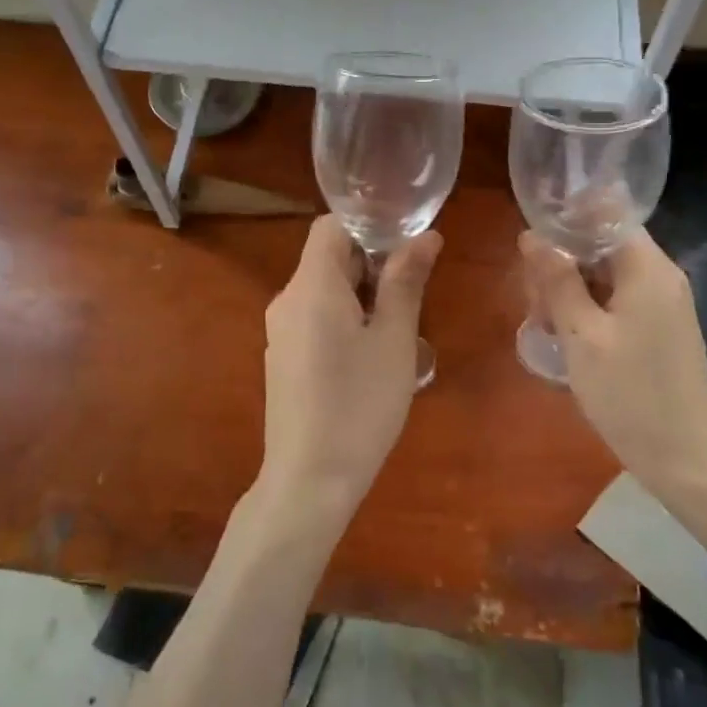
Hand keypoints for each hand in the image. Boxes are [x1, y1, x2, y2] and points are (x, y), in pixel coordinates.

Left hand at [258, 216, 441, 526]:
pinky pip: (316, 318)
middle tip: (413, 296)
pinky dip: (346, 320)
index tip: (407, 250)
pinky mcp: (283, 358)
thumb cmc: (360, 405)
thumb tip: (425, 236)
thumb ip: (406, 281)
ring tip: (399, 332)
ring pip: (326, 290)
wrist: (309, 481)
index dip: (371, 226)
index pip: (332, 225)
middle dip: (373, 265)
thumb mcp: (394, 340)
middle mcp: (287, 299)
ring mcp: (281, 331)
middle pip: (329, 257)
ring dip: (364, 296)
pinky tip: (372, 359)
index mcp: (311, 285)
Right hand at [521, 228, 706, 539]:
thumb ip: (557, 281)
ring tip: (544, 327)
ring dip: (570, 291)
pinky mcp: (658, 330)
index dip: (567, 217)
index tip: (531, 242)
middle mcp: (660, 277)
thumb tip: (533, 235)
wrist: (688, 461)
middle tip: (534, 304)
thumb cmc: (630, 395)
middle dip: (561, 263)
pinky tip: (566, 339)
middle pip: (602, 245)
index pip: (607, 214)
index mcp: (648, 269)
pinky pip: (616, 302)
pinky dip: (588, 311)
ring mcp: (662, 305)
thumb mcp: (582, 335)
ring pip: (605, 275)